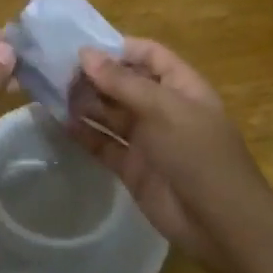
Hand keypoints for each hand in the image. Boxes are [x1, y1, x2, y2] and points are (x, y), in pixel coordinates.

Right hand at [70, 38, 271, 272]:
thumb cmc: (198, 154)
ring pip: (110, 113)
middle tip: (57, 72)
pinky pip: (103, 143)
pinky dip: (84, 133)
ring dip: (85, 102)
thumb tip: (85, 54)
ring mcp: (147, 139)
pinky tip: (60, 123)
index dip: (119, 48)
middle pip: (124, 83)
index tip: (81, 48)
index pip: (148, 55)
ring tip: (52, 94)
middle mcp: (162, 108)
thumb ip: (122, 82)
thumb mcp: (163, 109)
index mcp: (180, 87)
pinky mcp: (132, 168)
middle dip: (94, 76)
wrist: (220, 224)